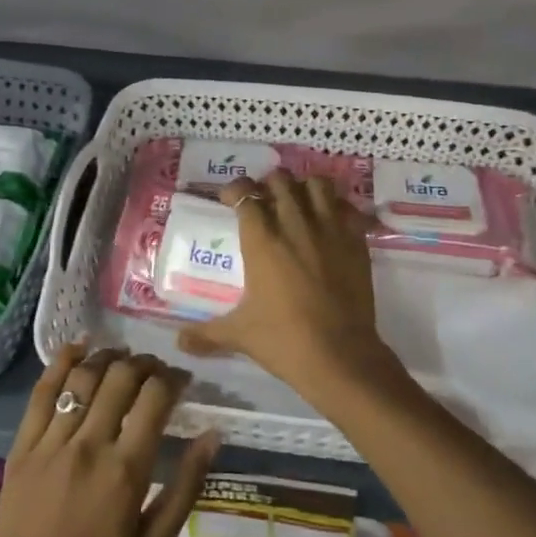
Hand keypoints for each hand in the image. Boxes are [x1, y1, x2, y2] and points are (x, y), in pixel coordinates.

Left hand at [0, 344, 218, 536]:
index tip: (182, 380)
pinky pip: (42, 393)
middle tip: (154, 368)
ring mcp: (51, 443)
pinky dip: (61, 363)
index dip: (173, 378)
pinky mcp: (22, 447)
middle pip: (121, 379)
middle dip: (144, 364)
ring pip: (83, 378)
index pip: (155, 398)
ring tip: (121, 356)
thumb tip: (212, 435)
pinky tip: (77, 348)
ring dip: (107, 358)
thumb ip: (185, 487)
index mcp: (126, 470)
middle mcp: (89, 445)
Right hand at [176, 171, 397, 399]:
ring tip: (297, 202)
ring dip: (303, 187)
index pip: (245, 194)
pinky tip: (329, 221)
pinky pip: (346, 207)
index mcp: (261, 239)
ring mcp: (329, 229)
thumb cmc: (284, 340)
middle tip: (263, 200)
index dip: (234, 190)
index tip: (228, 199)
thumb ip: (206, 333)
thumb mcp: (239, 334)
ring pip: (316, 184)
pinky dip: (336, 206)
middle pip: (280, 181)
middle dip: (268, 184)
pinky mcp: (356, 241)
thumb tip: (179, 342)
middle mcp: (294, 224)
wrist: (340, 355)